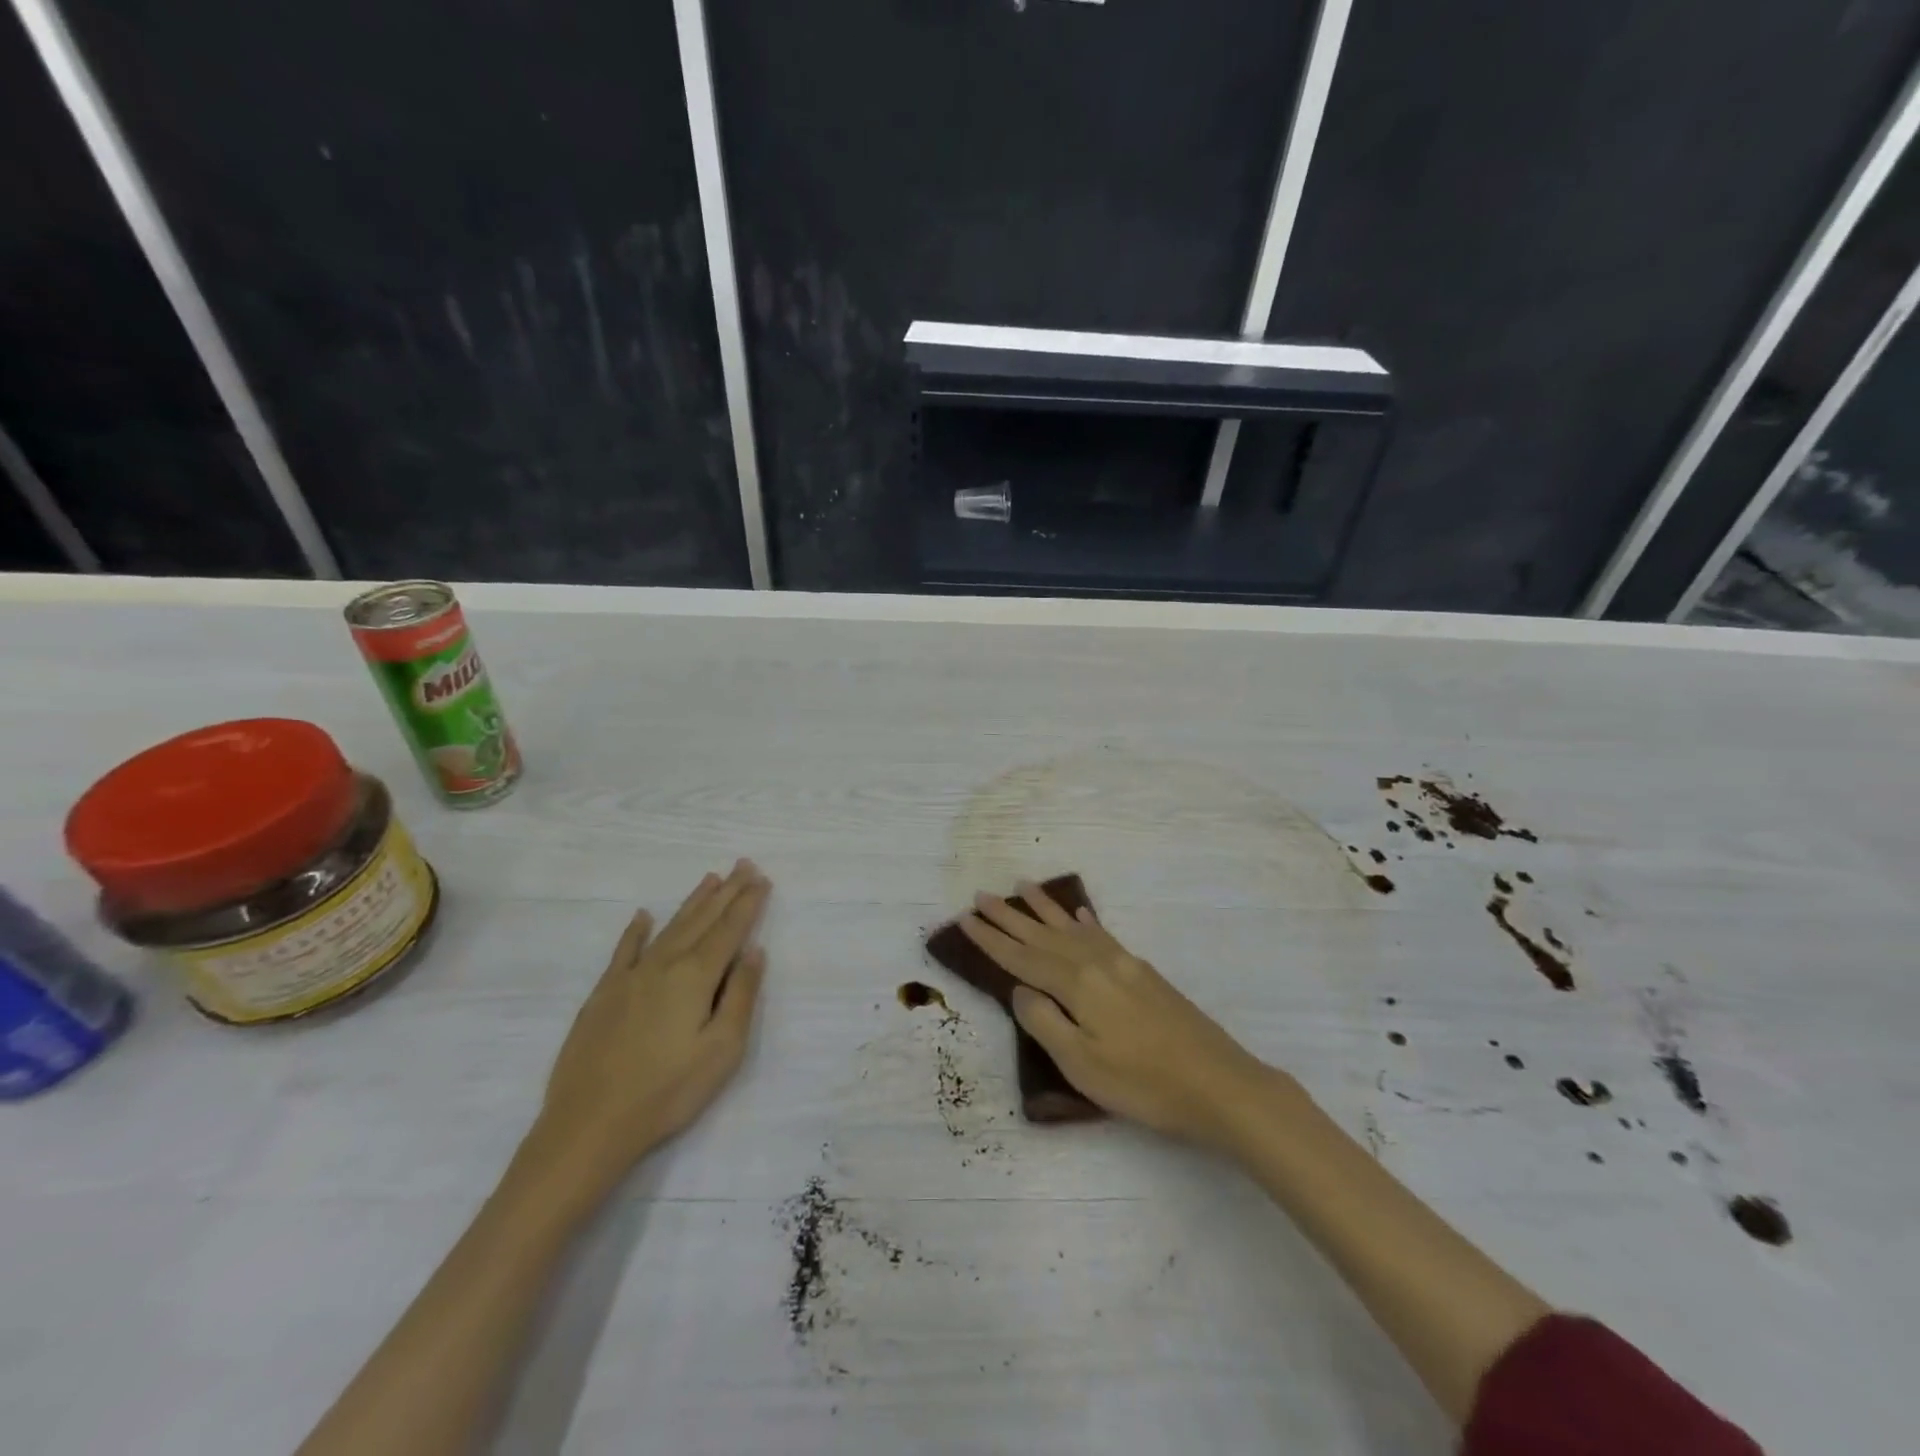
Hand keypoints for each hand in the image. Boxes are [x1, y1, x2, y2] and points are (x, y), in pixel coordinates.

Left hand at [528, 861, 770, 1187]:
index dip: (748, 903)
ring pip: (669, 927)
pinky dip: (636, 930)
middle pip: (702, 919)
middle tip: (743, 864)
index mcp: (696, 976)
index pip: (729, 930)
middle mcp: (664, 964)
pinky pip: (624, 950)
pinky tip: (643, 916)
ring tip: (710, 878)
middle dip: (726, 891)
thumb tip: (754, 951)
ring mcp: (630, 976)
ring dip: (692, 902)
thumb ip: (741, 996)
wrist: (588, 1124)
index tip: (762, 879)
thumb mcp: (722, 1050)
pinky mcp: (604, 994)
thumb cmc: (668, 1091)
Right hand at [957, 880, 1282, 1148]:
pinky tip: (1080, 916)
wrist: (1220, 1084)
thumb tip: (1020, 989)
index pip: (1022, 958)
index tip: (965, 919)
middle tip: (981, 896)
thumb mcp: (1082, 1064)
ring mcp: (1124, 964)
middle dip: (1010, 916)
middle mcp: (1097, 962)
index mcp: (1077, 984)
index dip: (991, 940)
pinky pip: (1103, 935)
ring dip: (1045, 909)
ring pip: (1072, 929)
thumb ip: (1044, 1022)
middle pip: (1043, 935)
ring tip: (1022, 886)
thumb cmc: (1144, 1084)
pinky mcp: (1144, 973)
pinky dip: (1086, 923)